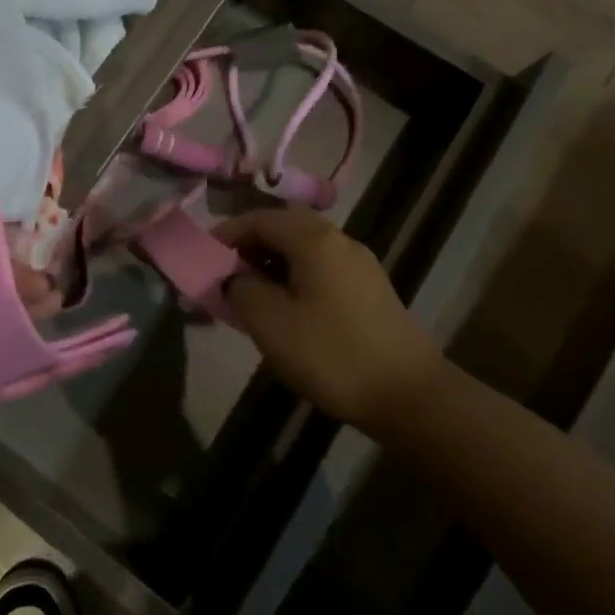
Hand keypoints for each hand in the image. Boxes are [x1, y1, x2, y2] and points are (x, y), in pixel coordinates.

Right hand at [217, 208, 440, 434]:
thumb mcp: (270, 322)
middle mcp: (339, 240)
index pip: (259, 218)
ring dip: (272, 264)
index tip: (203, 259)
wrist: (411, 396)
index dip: (226, 234)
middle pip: (283, 228)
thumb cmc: (332, 354)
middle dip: (249, 247)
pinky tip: (286, 311)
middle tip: (226, 276)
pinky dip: (295, 278)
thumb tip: (234, 277)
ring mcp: (359, 265)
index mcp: (313, 238)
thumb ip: (241, 289)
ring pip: (303, 250)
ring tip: (251, 296)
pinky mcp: (371, 290)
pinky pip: (321, 269)